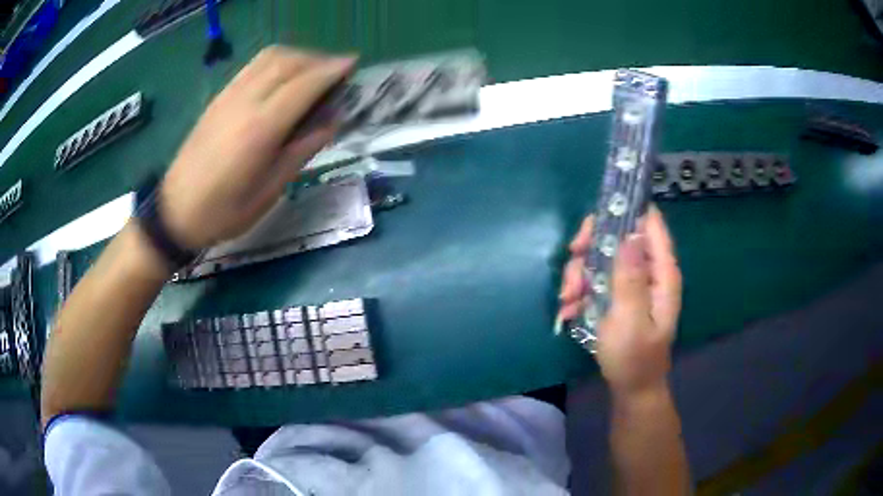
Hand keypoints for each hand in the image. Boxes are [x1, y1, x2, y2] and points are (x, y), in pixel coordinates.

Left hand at [159, 46, 355, 248]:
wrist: (175, 210)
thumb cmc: (224, 212)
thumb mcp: (269, 191)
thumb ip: (301, 151)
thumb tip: (331, 121)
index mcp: (260, 129)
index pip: (304, 85)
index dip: (332, 70)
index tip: (353, 64)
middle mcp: (245, 102)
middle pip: (289, 62)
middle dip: (319, 60)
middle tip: (338, 71)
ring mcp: (229, 96)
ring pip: (270, 57)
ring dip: (299, 56)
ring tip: (314, 70)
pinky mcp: (219, 97)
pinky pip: (253, 65)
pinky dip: (277, 60)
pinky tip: (284, 75)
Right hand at [559, 205, 681, 395]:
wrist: (630, 388)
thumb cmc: (633, 358)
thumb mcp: (630, 320)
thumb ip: (631, 279)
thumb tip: (631, 234)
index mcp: (661, 273)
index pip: (650, 224)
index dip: (625, 211)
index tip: (593, 224)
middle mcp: (648, 272)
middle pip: (619, 235)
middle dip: (591, 246)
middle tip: (572, 258)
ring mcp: (631, 283)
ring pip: (602, 257)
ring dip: (580, 273)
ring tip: (568, 300)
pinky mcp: (617, 295)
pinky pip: (595, 279)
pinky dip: (579, 290)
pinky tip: (569, 310)